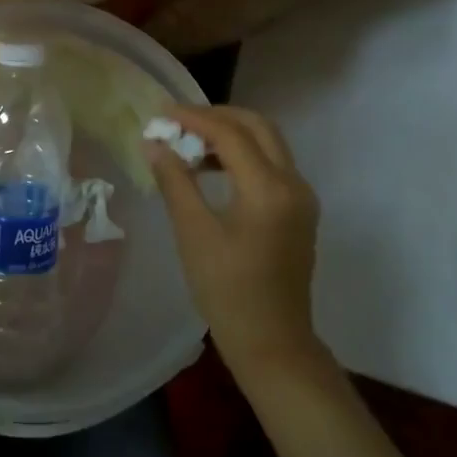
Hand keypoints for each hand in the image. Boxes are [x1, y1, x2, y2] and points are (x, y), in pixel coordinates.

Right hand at [146, 106, 320, 380]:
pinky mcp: (300, 210)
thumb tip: (154, 144)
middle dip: (217, 116)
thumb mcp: (193, 233)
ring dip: (231, 134)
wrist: (272, 342)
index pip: (230, 133)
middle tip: (179, 122)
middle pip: (258, 126)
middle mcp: (293, 183)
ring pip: (268, 143)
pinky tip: (212, 170)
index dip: (194, 118)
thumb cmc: (227, 290)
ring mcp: (302, 197)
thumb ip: (175, 181)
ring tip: (190, 144)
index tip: (161, 114)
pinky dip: (243, 155)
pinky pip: (272, 164)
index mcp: (268, 188)